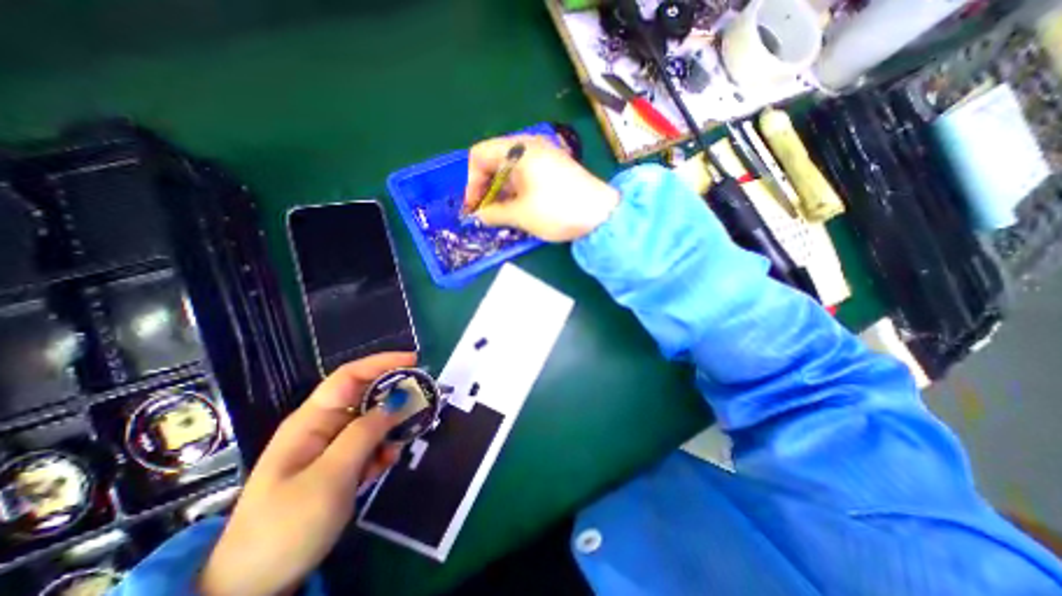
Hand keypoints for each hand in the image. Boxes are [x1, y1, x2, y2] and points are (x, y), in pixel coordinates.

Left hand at [197, 353, 413, 595]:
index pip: (349, 377)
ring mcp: (332, 446)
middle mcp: (323, 426)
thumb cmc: (286, 526)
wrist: (254, 588)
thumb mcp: (330, 477)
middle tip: (422, 403)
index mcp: (312, 420)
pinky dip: (383, 449)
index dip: (382, 363)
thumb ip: (365, 434)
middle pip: (366, 396)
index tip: (415, 360)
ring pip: (372, 421)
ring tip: (403, 442)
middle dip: (395, 396)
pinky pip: (371, 444)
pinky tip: (385, 465)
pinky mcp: (340, 465)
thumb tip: (398, 400)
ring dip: (392, 427)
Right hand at [461, 136, 618, 242]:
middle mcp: (530, 146)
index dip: (471, 181)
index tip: (475, 205)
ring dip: (500, 191)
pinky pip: (525, 175)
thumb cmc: (557, 210)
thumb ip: (494, 213)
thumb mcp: (521, 214)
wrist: (602, 214)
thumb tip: (479, 215)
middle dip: (485, 187)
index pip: (479, 155)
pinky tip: (516, 207)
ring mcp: (544, 156)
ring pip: (510, 169)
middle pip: (494, 161)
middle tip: (485, 211)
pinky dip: (516, 190)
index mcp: (518, 149)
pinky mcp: (554, 168)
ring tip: (500, 214)